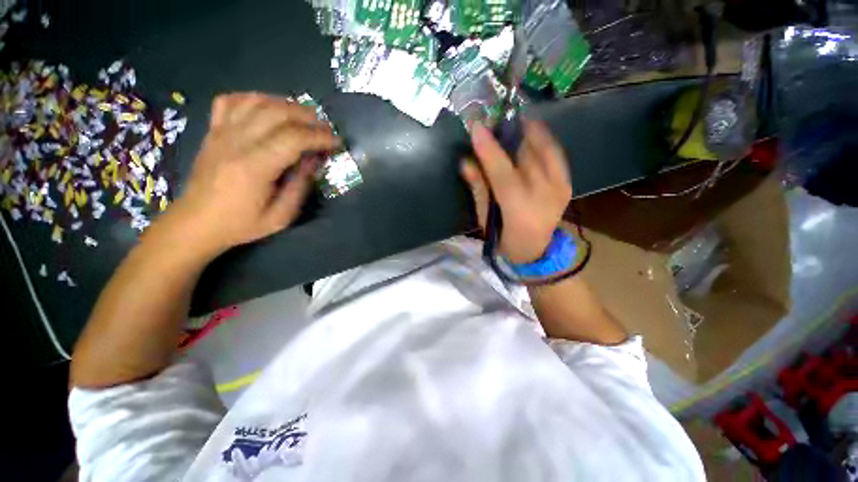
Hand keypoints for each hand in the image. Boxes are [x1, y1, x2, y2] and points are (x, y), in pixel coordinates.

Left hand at [171, 93, 338, 254]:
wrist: (196, 223)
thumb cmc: (241, 224)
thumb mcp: (281, 216)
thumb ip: (300, 186)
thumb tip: (315, 160)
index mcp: (254, 167)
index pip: (293, 138)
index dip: (319, 136)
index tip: (337, 141)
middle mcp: (236, 142)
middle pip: (277, 112)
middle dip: (308, 116)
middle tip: (325, 127)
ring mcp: (221, 133)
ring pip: (256, 101)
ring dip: (285, 104)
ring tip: (303, 116)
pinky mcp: (213, 131)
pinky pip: (231, 101)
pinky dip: (253, 98)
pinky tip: (267, 108)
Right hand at [461, 120, 571, 263]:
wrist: (536, 251)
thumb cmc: (504, 239)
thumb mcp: (485, 218)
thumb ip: (478, 189)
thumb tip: (466, 162)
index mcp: (519, 209)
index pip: (503, 172)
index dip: (489, 148)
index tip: (476, 126)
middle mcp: (544, 194)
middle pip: (526, 154)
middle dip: (508, 133)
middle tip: (493, 121)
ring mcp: (560, 187)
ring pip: (544, 147)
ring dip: (525, 132)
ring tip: (510, 124)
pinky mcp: (567, 183)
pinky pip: (555, 152)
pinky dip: (542, 140)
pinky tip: (530, 134)